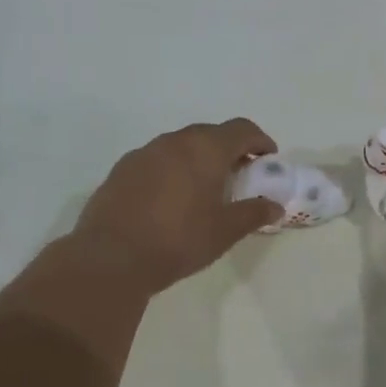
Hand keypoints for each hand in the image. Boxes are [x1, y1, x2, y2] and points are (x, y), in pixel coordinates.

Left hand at [71, 118, 282, 293]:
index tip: (268, 159)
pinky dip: (172, 171)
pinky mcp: (121, 170)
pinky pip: (156, 161)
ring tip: (204, 189)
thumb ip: (252, 214)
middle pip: (209, 134)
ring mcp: (143, 153)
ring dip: (198, 159)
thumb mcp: (224, 232)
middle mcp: (173, 142)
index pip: (241, 129)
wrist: (111, 257)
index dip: (260, 140)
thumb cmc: (178, 241)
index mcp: (204, 149)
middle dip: (229, 150)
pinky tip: (170, 200)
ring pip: (180, 146)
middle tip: (239, 176)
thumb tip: (274, 206)